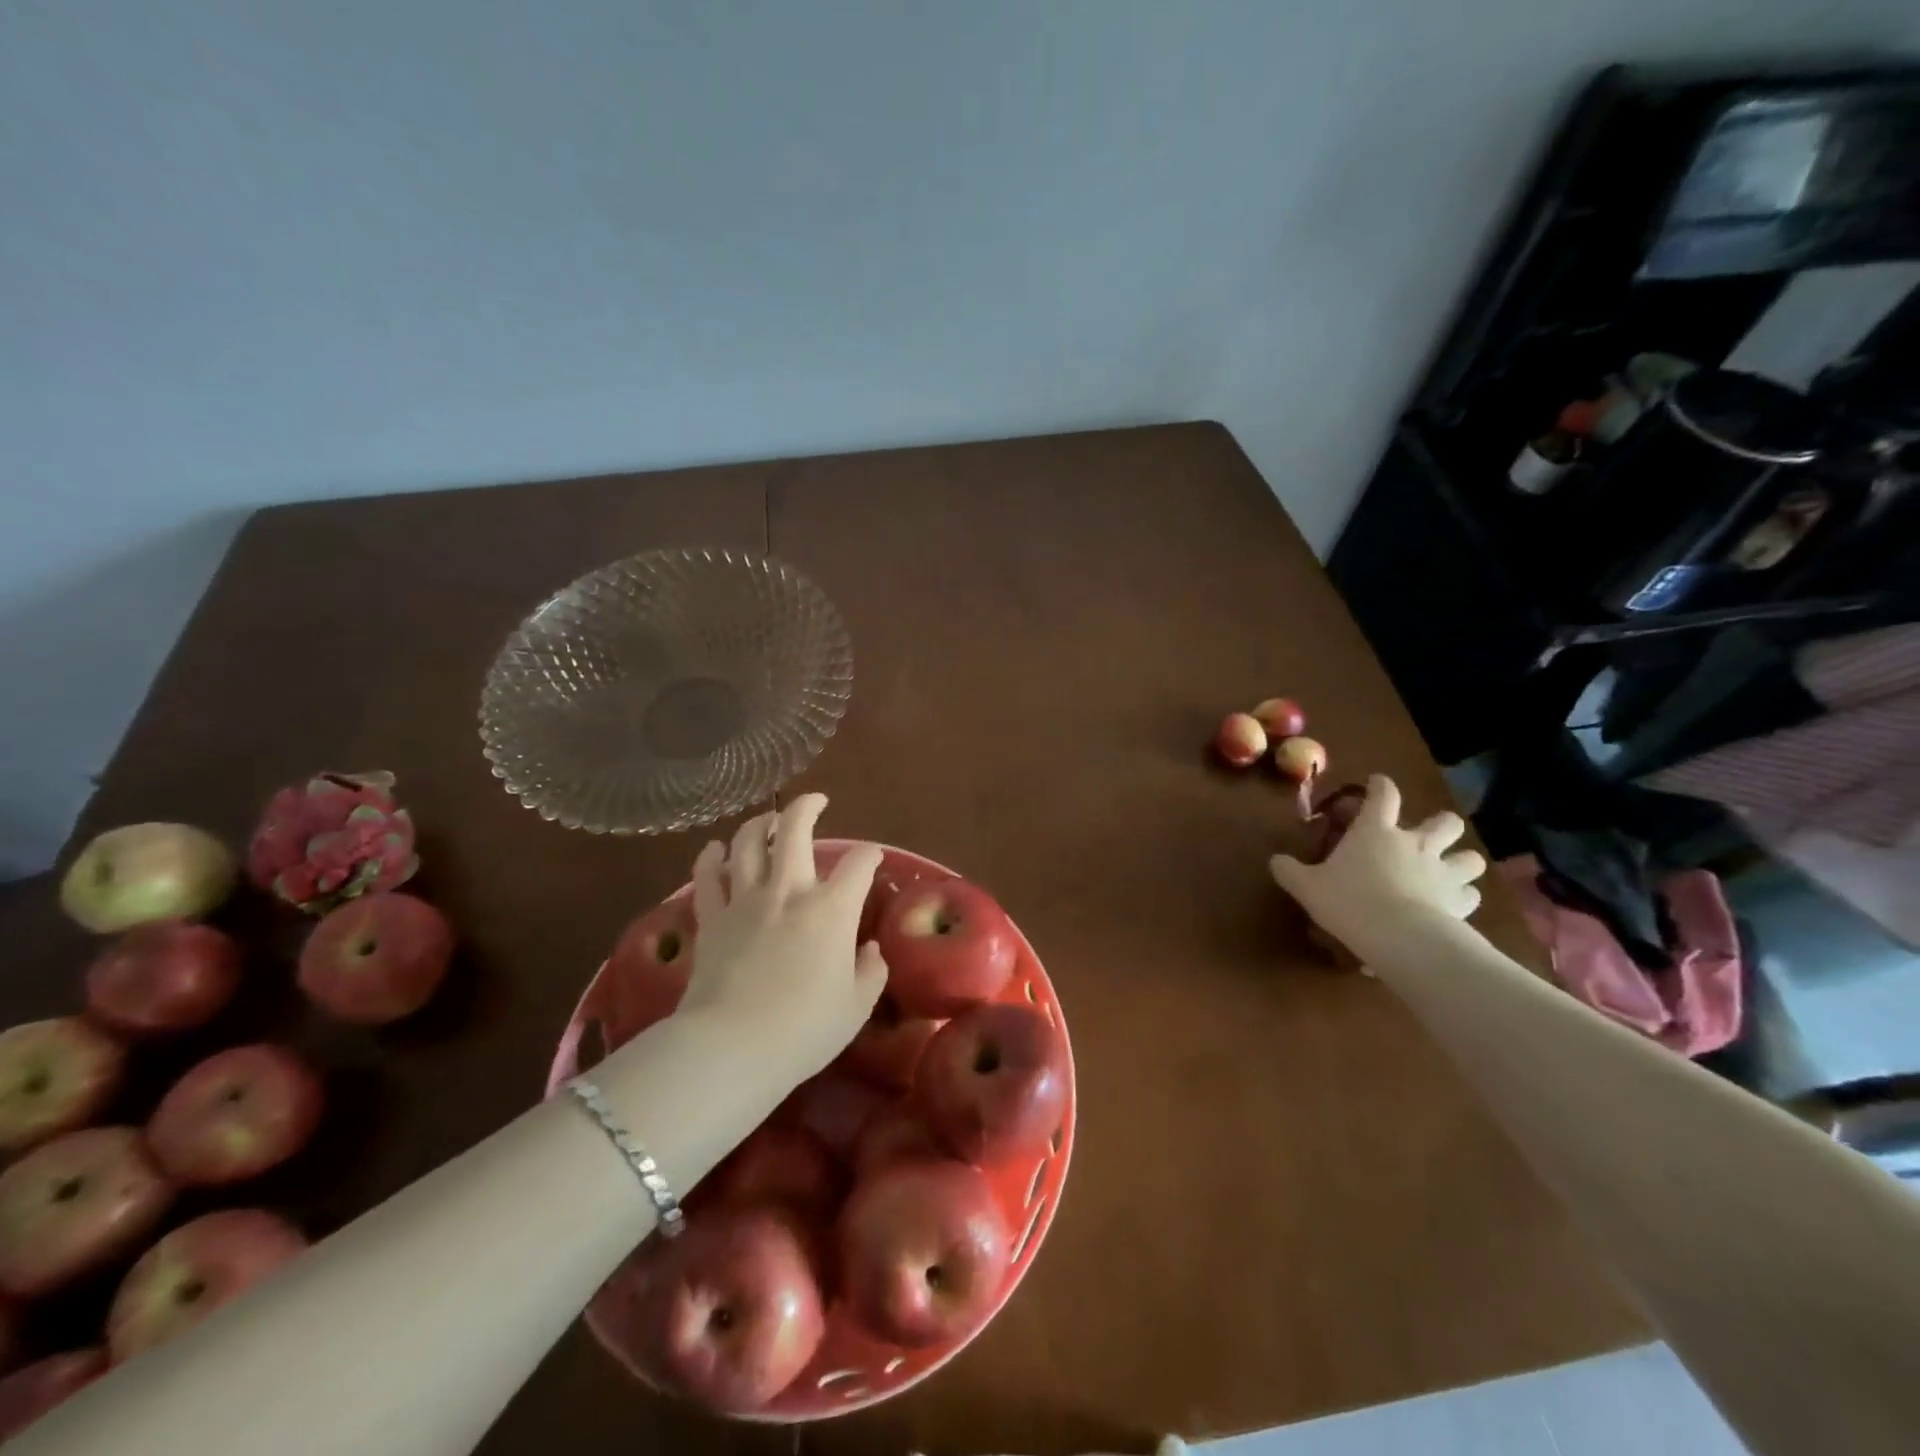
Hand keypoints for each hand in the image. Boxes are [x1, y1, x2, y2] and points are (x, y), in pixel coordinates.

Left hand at [676, 794, 887, 1085]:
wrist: (731, 1048)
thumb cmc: (803, 1030)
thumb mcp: (856, 1008)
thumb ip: (870, 973)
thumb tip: (870, 951)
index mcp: (832, 909)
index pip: (859, 864)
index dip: (871, 854)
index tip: (873, 858)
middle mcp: (789, 891)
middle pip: (796, 830)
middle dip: (808, 807)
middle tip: (816, 801)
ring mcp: (745, 900)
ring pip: (748, 842)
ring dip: (760, 823)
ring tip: (768, 820)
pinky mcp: (711, 918)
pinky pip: (707, 876)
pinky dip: (710, 857)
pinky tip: (715, 849)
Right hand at [1269, 775, 1485, 958]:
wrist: (1399, 936)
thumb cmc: (1349, 900)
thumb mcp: (1306, 886)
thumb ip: (1289, 870)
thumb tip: (1276, 861)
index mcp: (1376, 831)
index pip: (1384, 794)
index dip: (1380, 785)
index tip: (1376, 784)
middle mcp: (1415, 844)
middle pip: (1444, 822)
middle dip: (1440, 825)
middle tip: (1425, 837)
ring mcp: (1443, 872)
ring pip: (1470, 858)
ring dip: (1461, 861)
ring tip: (1448, 871)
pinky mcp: (1461, 903)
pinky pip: (1470, 894)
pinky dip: (1463, 897)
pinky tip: (1451, 906)